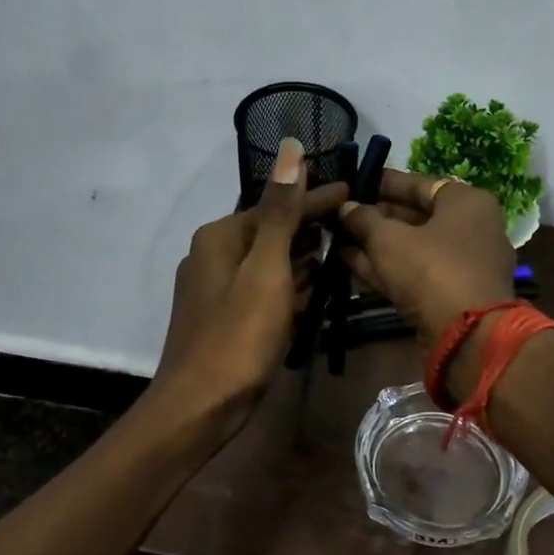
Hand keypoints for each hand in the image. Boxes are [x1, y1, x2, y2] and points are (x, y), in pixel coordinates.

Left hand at [156, 138, 348, 431]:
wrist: (200, 406)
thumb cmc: (238, 335)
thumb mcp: (267, 269)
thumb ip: (282, 211)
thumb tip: (292, 148)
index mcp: (221, 236)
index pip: (278, 205)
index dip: (317, 198)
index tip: (354, 190)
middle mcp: (213, 255)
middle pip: (272, 231)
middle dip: (310, 229)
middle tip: (354, 225)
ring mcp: (216, 288)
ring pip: (268, 262)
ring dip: (302, 259)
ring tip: (341, 254)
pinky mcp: (224, 317)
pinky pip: (263, 289)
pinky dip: (287, 287)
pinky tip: (311, 291)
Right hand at [336, 169, 515, 364]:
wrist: (467, 335)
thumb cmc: (432, 270)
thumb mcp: (389, 239)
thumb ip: (364, 219)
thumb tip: (346, 207)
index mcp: (467, 203)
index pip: (420, 184)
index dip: (383, 184)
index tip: (354, 184)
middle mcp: (472, 229)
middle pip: (417, 217)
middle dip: (377, 218)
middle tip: (340, 216)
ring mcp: (464, 265)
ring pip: (414, 248)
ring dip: (376, 245)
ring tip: (337, 238)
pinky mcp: (452, 295)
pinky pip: (416, 273)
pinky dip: (387, 268)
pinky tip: (349, 263)